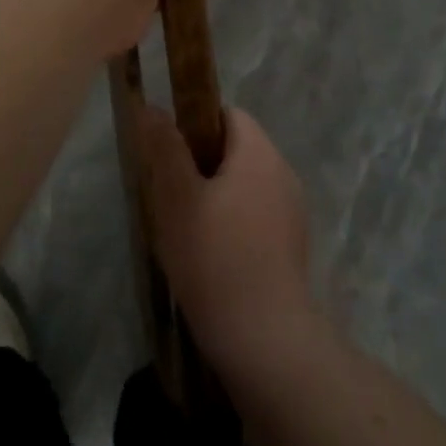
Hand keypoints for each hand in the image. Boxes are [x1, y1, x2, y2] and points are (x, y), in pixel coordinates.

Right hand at [141, 106, 316, 372]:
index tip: (169, 153)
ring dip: (216, 193)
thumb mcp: (177, 197)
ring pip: (246, 183)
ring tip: (186, 225)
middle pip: (238, 148)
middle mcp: (284, 173)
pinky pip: (258, 212)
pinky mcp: (292, 243)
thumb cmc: (214, 258)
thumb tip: (153, 107)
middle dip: (201, 162)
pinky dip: (234, 219)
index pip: (228, 114)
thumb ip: (165, 148)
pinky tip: (212, 252)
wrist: (263, 338)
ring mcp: (293, 210)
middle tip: (170, 193)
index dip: (194, 123)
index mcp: (260, 154)